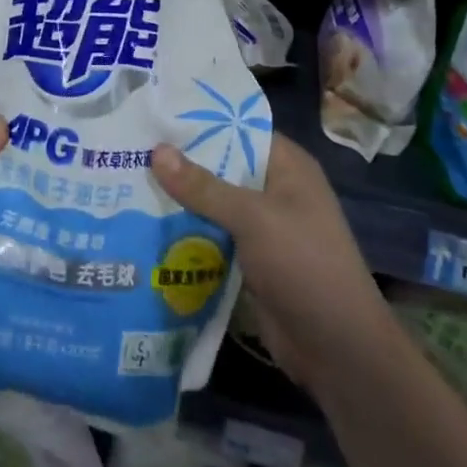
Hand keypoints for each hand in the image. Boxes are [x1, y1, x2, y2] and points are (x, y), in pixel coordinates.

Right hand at [151, 133, 390, 393]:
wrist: (339, 351)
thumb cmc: (304, 266)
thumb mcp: (253, 219)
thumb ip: (204, 187)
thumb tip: (157, 150)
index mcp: (287, 166)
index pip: (238, 128)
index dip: (199, 121)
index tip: (154, 114)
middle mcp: (275, 189)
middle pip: (221, 166)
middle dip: (181, 162)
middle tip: (129, 148)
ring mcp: (264, 227)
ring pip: (214, 203)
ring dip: (180, 200)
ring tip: (127, 182)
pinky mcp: (251, 261)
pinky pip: (213, 236)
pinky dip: (188, 233)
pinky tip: (147, 227)